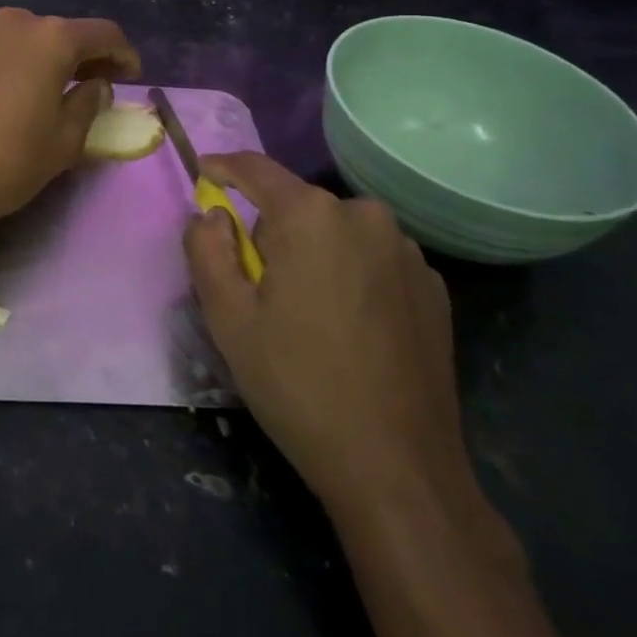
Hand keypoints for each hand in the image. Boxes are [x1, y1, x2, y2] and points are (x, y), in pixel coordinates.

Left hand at [0, 8, 139, 242]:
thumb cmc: (4, 165)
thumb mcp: (65, 143)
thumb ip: (89, 103)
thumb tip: (96, 83)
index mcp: (53, 40)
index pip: (103, 34)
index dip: (122, 54)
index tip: (128, 75)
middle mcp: (14, 19)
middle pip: (56, 33)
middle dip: (73, 56)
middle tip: (79, 85)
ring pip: (14, 32)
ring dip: (29, 52)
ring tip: (25, 83)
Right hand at [183, 152, 473, 524]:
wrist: (397, 469)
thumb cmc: (298, 384)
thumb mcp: (227, 317)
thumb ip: (206, 249)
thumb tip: (211, 214)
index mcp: (312, 216)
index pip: (256, 170)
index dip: (224, 167)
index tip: (203, 173)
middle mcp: (366, 217)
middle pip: (297, 207)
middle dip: (270, 234)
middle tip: (258, 292)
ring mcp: (407, 253)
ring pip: (336, 234)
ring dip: (312, 256)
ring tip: (307, 318)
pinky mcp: (433, 288)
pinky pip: (371, 261)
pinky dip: (349, 277)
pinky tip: (349, 331)